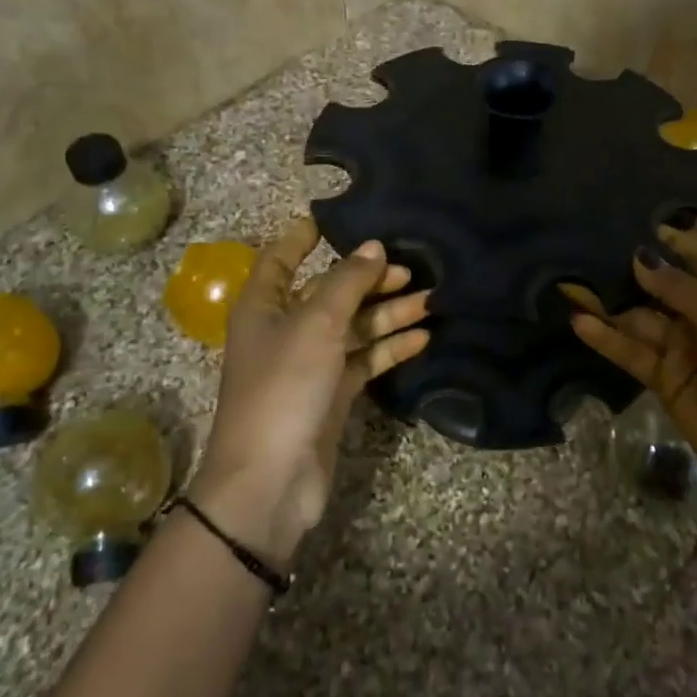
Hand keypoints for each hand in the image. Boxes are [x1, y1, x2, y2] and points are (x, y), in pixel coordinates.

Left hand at [193, 217, 429, 562]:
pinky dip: (390, 348)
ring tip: (432, 299)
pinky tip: (423, 337)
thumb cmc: (284, 387)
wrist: (271, 479)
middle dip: (369, 278)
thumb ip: (347, 282)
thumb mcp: (315, 323)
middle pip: (330, 292)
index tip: (337, 217)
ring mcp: (310, 363)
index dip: (304, 237)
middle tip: (412, 267)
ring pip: (354, 326)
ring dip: (389, 313)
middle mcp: (285, 329)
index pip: (282, 258)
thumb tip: (375, 246)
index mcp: (263, 305)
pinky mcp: (332, 393)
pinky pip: (365, 359)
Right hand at [570, 224, 696, 504]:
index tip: (636, 222)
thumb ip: (678, 286)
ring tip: (568, 282)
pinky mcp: (664, 378)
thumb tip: (639, 256)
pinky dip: (607, 338)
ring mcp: (683, 348)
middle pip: (662, 287)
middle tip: (586, 248)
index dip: (672, 241)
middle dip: (628, 270)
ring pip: (639, 318)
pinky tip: (578, 321)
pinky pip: (632, 351)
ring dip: (608, 304)